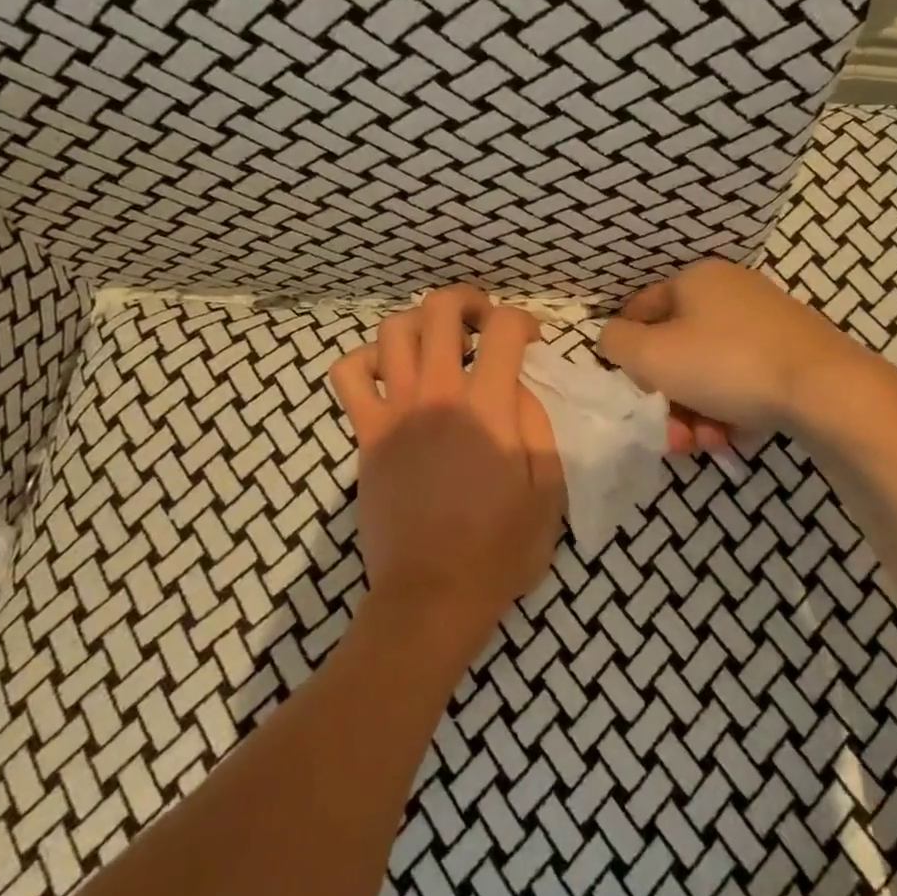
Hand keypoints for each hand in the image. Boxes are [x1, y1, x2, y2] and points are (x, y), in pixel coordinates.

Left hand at [329, 286, 564, 640]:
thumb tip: (518, 386)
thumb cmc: (499, 550)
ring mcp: (394, 411)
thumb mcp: (548, 491)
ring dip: (419, 323)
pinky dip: (365, 359)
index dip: (523, 321)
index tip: (530, 341)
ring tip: (437, 343)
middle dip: (467, 300)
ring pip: (393, 330)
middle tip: (482, 321)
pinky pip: (348, 374)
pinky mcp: (366, 434)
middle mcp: (437, 395)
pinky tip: (388, 374)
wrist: (432, 595)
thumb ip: (539, 426)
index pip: (505, 329)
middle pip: (441, 310)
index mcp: (488, 408)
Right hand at [598, 259, 880, 438]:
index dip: (628, 352)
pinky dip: (733, 410)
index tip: (634, 391)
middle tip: (672, 435)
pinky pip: (744, 382)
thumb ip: (617, 343)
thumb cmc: (726, 364)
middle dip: (668, 399)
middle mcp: (731, 292)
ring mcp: (766, 323)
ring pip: (710, 372)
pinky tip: (736, 437)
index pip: (640, 310)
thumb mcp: (652, 355)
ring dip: (698, 413)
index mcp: (696, 279)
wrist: (826, 390)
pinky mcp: (792, 354)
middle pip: (678, 350)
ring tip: (708, 444)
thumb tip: (614, 339)